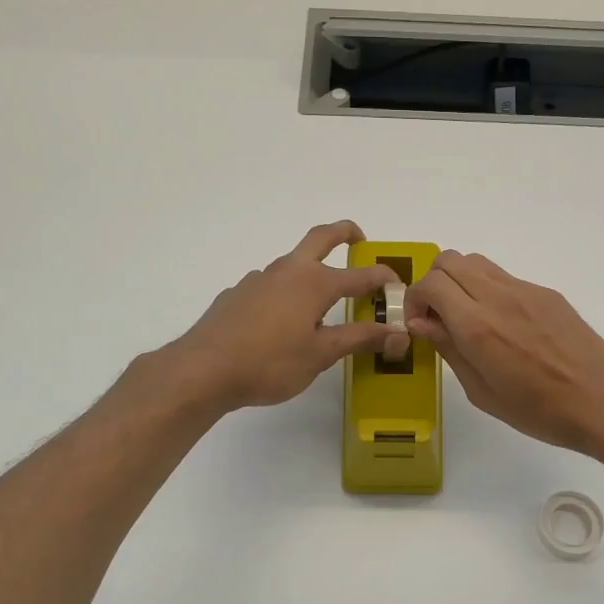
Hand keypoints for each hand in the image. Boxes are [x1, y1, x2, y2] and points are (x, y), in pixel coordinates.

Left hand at [164, 221, 404, 411]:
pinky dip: (286, 293)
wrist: (203, 370)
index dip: (384, 279)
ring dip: (312, 270)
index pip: (361, 275)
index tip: (400, 287)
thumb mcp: (321, 354)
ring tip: (322, 302)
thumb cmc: (270, 363)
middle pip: (320, 238)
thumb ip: (359, 339)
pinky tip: (281, 323)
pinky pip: (270, 286)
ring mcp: (258, 280)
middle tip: (360, 239)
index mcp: (314, 283)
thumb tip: (397, 332)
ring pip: (292, 264)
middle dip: (344, 233)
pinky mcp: (237, 294)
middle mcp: (287, 271)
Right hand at [406, 251, 603, 453]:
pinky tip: (504, 326)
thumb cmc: (538, 411)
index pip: (430, 283)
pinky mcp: (547, 293)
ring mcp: (526, 290)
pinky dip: (488, 290)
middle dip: (433, 283)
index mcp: (478, 326)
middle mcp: (499, 297)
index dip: (414, 300)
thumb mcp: (482, 392)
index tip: (419, 324)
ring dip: (460, 281)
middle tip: (438, 317)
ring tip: (467, 318)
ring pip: (476, 262)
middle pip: (449, 260)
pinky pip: (505, 278)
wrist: (601, 402)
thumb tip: (421, 322)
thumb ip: (449, 350)